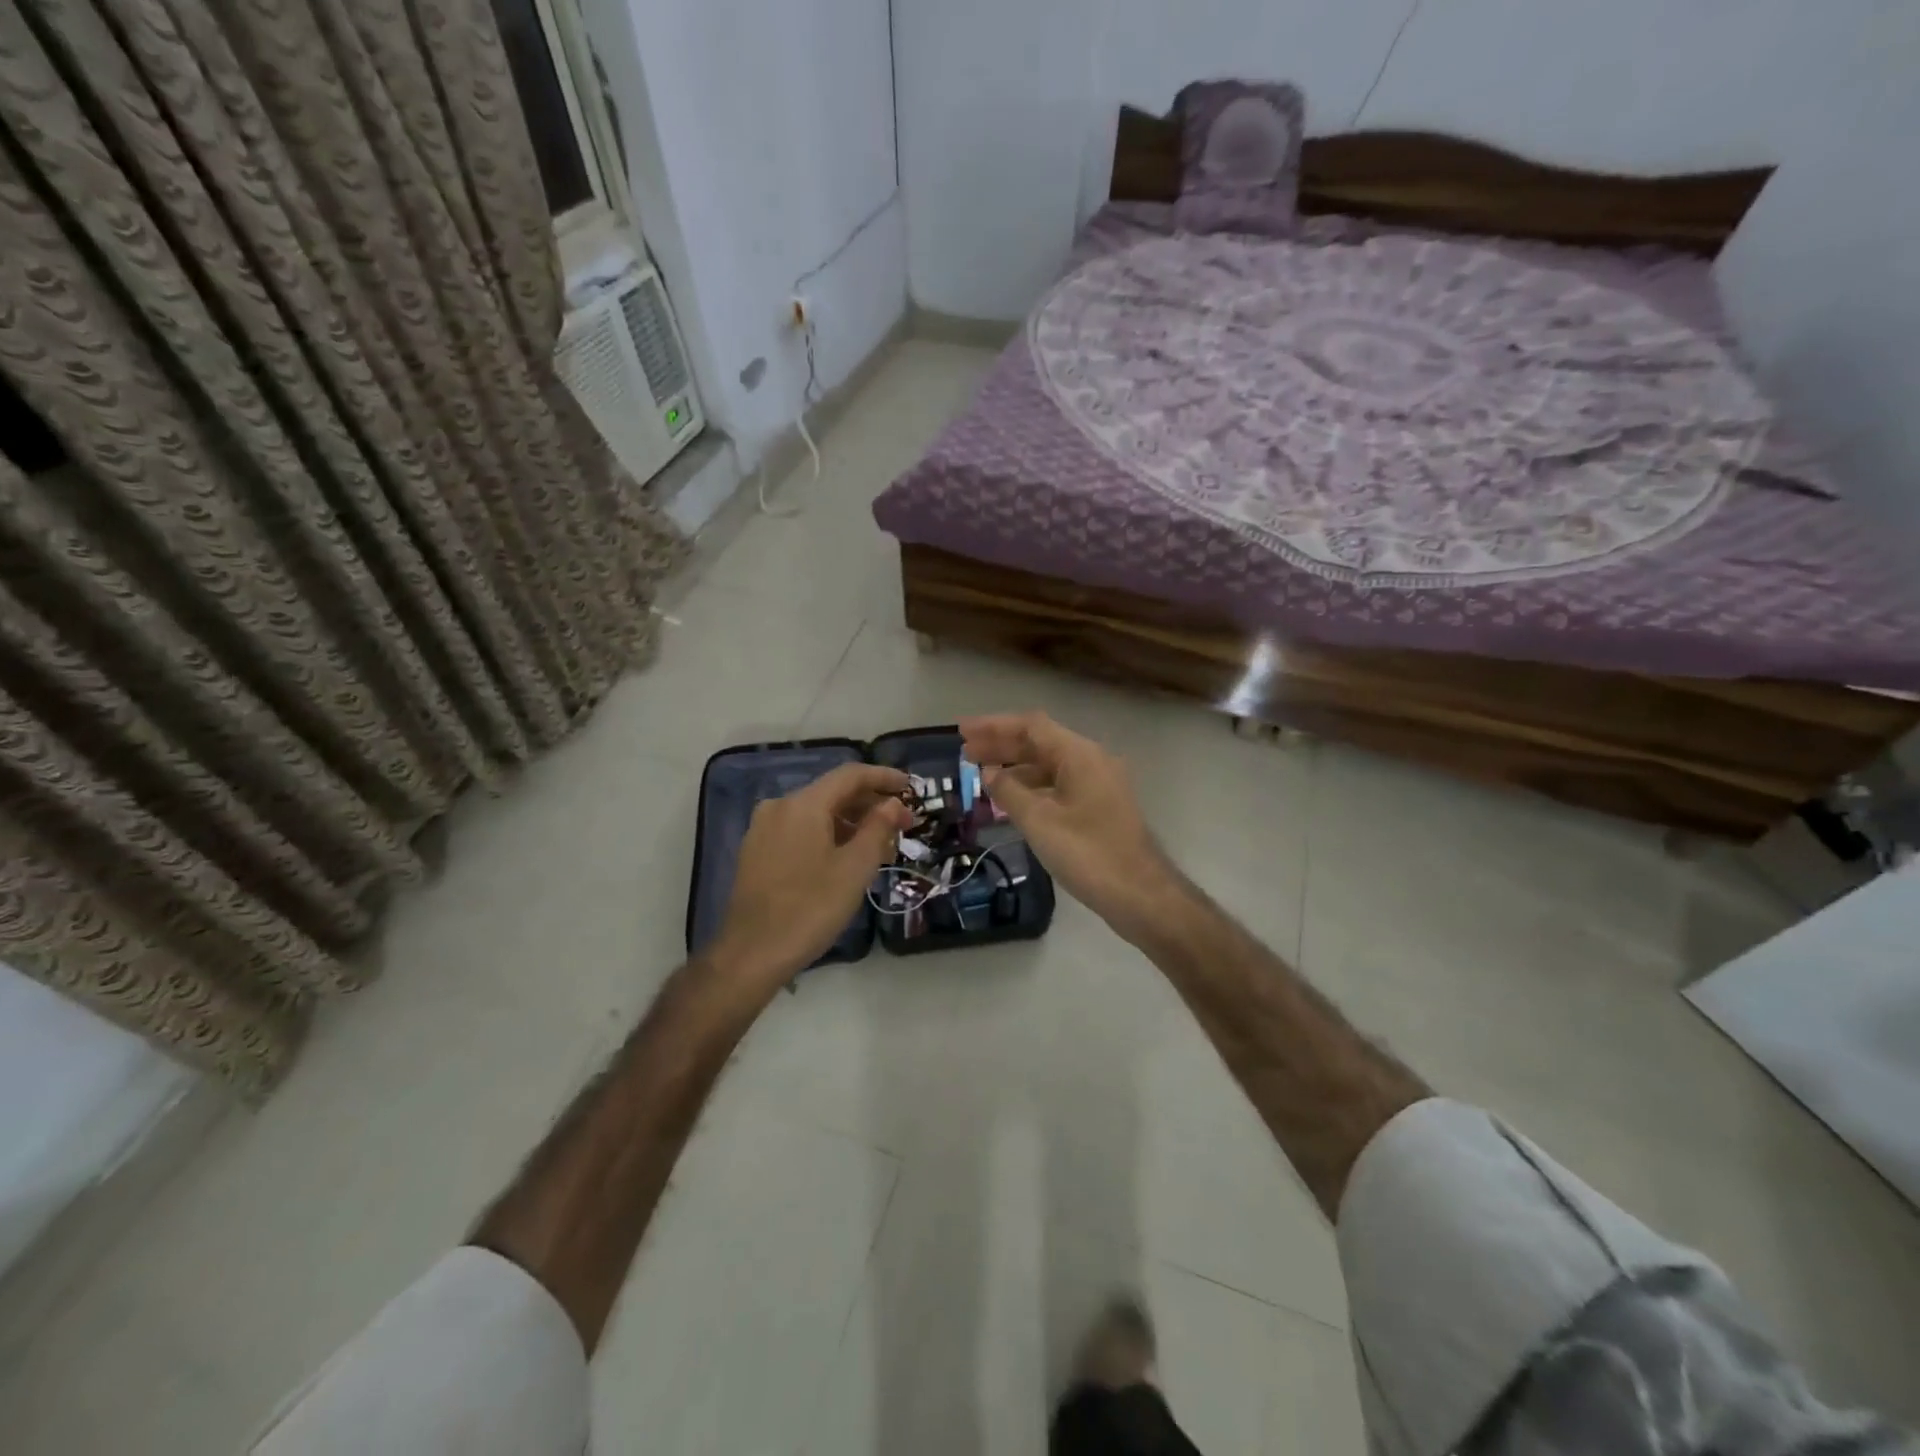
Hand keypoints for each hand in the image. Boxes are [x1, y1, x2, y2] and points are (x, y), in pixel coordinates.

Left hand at [710, 764, 911, 993]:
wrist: (751, 954)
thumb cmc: (810, 909)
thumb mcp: (855, 868)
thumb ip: (878, 828)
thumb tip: (892, 804)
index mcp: (803, 804)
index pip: (850, 775)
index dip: (884, 777)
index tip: (911, 787)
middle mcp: (779, 807)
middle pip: (833, 793)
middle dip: (871, 805)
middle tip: (903, 824)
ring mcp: (763, 829)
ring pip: (816, 813)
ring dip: (851, 823)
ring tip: (881, 846)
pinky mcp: (757, 851)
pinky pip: (800, 830)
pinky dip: (828, 835)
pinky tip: (847, 857)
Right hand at [960, 712, 1178, 941]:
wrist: (1141, 894)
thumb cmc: (1088, 853)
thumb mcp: (1039, 821)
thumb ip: (1009, 792)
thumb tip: (988, 772)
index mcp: (1080, 755)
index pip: (1031, 726)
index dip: (994, 726)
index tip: (962, 731)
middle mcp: (1092, 761)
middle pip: (1041, 742)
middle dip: (1002, 745)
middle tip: (965, 753)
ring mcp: (1099, 784)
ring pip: (1050, 765)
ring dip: (1016, 766)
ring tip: (982, 776)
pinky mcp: (1100, 807)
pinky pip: (1060, 785)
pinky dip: (1033, 787)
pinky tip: (1012, 801)